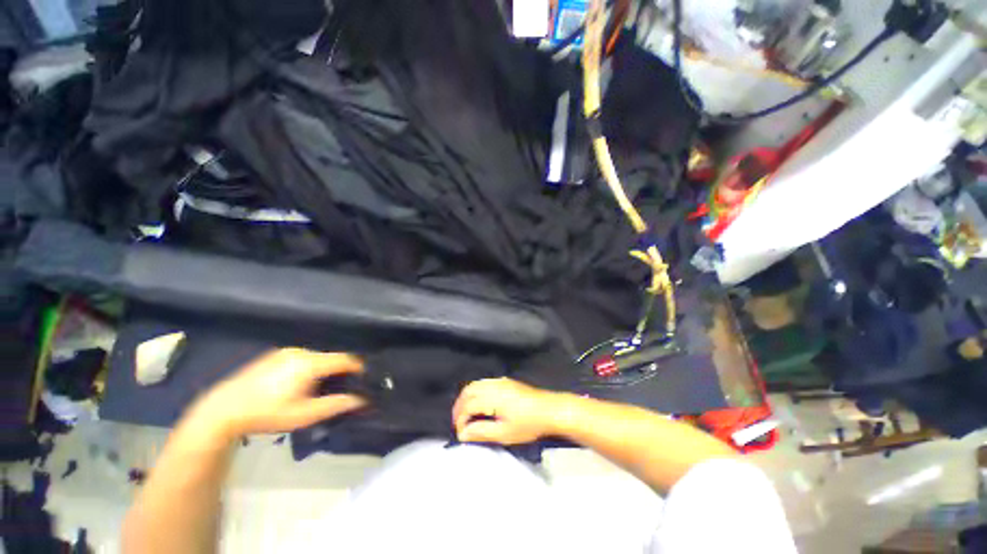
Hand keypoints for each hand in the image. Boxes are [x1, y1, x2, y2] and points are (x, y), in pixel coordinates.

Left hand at [190, 348, 366, 439]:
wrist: (223, 409)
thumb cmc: (267, 414)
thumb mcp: (304, 415)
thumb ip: (335, 405)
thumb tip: (362, 399)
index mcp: (310, 363)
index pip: (346, 359)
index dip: (359, 367)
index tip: (367, 378)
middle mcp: (302, 351)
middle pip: (333, 357)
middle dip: (343, 369)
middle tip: (348, 385)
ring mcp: (287, 351)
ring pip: (319, 357)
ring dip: (327, 368)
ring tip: (327, 386)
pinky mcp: (276, 354)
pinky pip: (305, 357)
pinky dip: (313, 366)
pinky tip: (304, 382)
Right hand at [452, 378, 565, 444]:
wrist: (550, 410)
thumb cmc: (528, 424)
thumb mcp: (504, 433)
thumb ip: (481, 432)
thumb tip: (463, 434)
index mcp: (493, 397)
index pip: (468, 406)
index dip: (460, 420)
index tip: (460, 433)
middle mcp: (494, 385)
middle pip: (469, 391)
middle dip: (460, 406)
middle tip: (457, 422)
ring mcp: (500, 381)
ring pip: (476, 384)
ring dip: (467, 397)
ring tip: (465, 413)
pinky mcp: (506, 381)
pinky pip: (484, 382)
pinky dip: (476, 391)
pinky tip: (478, 402)